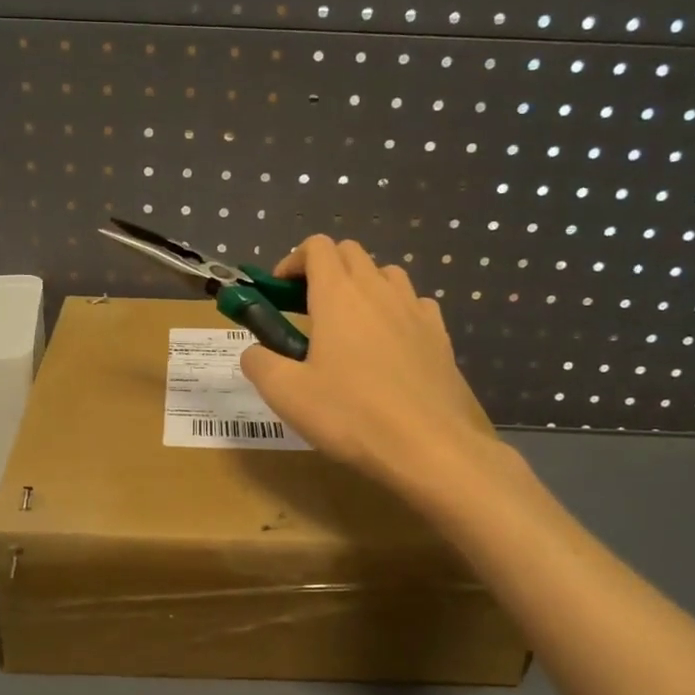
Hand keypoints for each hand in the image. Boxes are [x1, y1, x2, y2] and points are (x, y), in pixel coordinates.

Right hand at [241, 236, 502, 500]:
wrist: (429, 447)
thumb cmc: (350, 415)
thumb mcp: (286, 394)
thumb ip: (260, 364)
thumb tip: (254, 353)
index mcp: (338, 294)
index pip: (317, 247)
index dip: (293, 261)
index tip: (281, 292)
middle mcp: (379, 290)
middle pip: (351, 252)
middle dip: (325, 268)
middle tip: (308, 307)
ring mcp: (415, 310)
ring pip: (386, 273)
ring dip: (363, 284)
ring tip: (350, 323)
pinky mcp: (440, 335)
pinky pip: (416, 304)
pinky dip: (397, 310)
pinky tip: (390, 343)